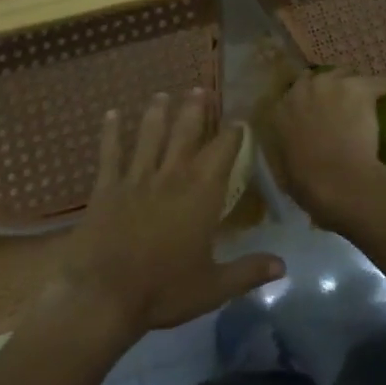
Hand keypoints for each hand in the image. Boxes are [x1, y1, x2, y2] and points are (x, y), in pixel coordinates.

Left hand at [43, 91, 281, 341]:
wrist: (102, 295)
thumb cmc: (163, 290)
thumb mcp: (213, 287)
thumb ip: (248, 272)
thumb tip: (283, 266)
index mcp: (201, 194)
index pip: (223, 152)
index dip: (234, 133)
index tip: (240, 119)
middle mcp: (172, 175)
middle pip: (186, 132)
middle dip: (195, 110)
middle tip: (200, 89)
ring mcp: (136, 178)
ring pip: (150, 135)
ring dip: (157, 113)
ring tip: (163, 94)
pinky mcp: (106, 188)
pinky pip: (110, 153)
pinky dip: (111, 132)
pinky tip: (112, 114)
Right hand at [264, 68, 385, 220]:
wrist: (337, 182)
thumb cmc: (307, 183)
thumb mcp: (282, 166)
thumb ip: (284, 148)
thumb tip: (292, 147)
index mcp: (281, 109)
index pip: (296, 91)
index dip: (310, 99)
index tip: (319, 109)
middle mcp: (303, 89)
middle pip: (322, 77)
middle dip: (333, 88)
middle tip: (345, 105)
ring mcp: (332, 85)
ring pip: (349, 76)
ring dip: (357, 87)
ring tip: (371, 100)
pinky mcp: (359, 88)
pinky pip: (381, 82)